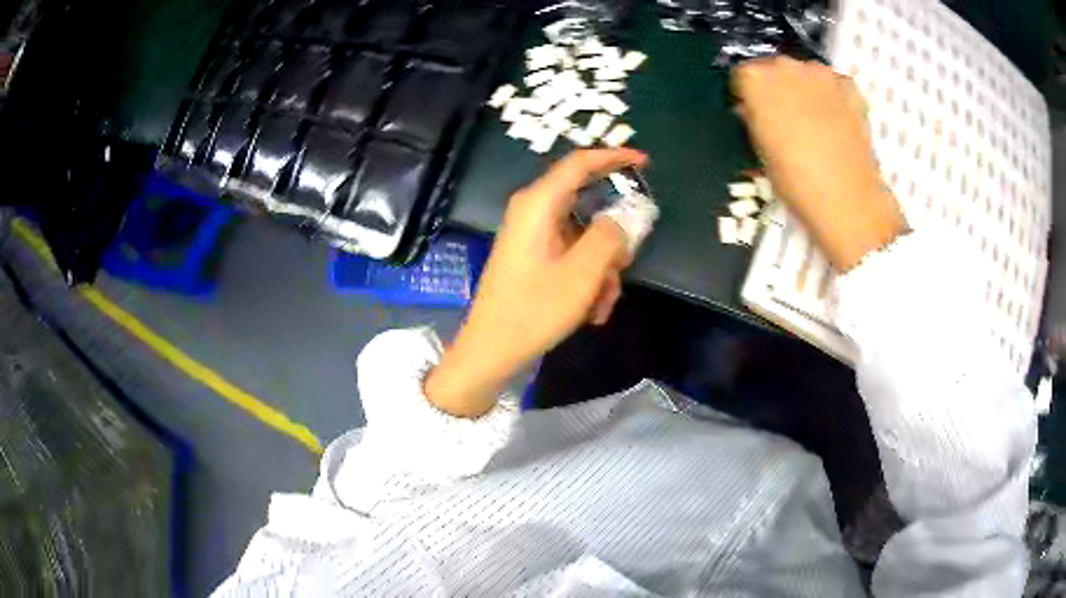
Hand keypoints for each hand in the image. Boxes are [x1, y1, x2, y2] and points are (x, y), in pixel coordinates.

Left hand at [425, 149, 648, 416]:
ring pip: (584, 236)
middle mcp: (533, 211)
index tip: (645, 163)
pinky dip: (587, 277)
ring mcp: (531, 234)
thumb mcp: (582, 274)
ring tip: (603, 303)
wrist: (491, 350)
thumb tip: (625, 216)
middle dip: (613, 238)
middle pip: (587, 204)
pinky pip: (571, 254)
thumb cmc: (534, 310)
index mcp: (539, 204)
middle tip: (625, 266)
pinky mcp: (532, 255)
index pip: (580, 163)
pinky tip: (591, 310)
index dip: (614, 157)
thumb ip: (610, 236)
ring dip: (602, 267)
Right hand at [732, 57, 905, 271]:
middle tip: (783, 118)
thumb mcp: (759, 150)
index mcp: (755, 79)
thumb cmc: (794, 179)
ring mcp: (820, 73)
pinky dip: (832, 96)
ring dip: (804, 89)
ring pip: (804, 73)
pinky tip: (836, 121)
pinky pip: (833, 84)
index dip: (747, 96)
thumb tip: (751, 110)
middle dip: (776, 88)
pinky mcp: (849, 86)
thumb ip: (753, 120)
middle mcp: (785, 65)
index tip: (753, 115)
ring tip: (813, 121)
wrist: (846, 197)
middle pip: (773, 69)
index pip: (742, 76)